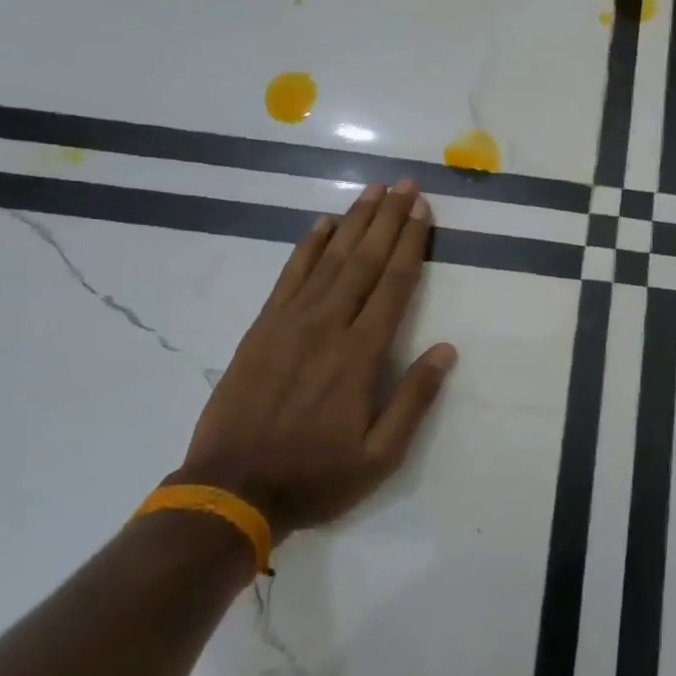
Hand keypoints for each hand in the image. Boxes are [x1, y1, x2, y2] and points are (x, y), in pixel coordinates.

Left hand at [173, 180, 456, 538]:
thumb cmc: (314, 475)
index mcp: (361, 354)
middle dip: (388, 219)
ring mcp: (290, 322)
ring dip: (354, 222)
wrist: (230, 490)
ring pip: (329, 259)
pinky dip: (307, 246)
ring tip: (374, 191)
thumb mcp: (380, 456)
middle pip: (364, 260)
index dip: (410, 244)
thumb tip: (446, 349)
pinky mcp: (262, 328)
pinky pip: (289, 276)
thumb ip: (414, 400)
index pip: (393, 284)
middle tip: (406, 185)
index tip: (422, 210)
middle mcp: (328, 326)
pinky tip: (323, 224)